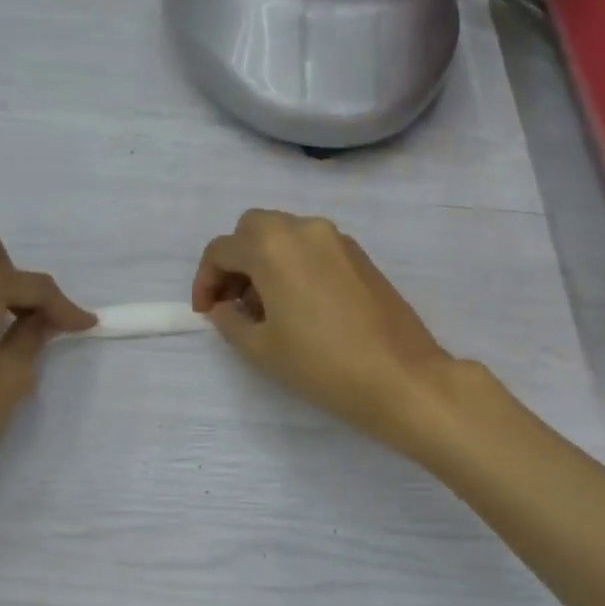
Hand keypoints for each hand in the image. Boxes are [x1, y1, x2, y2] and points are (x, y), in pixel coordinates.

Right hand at [192, 209, 461, 449]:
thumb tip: (223, 307)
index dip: (205, 281)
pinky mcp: (360, 255)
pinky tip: (300, 305)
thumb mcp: (261, 348)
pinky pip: (313, 248)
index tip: (207, 313)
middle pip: (253, 230)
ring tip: (266, 309)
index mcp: (272, 246)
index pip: (221, 250)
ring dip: (265, 261)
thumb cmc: (321, 364)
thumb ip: (230, 321)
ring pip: (285, 235)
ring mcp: (337, 239)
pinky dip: (294, 264)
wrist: (399, 376)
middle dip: (236, 262)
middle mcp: (304, 229)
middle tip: (233, 303)